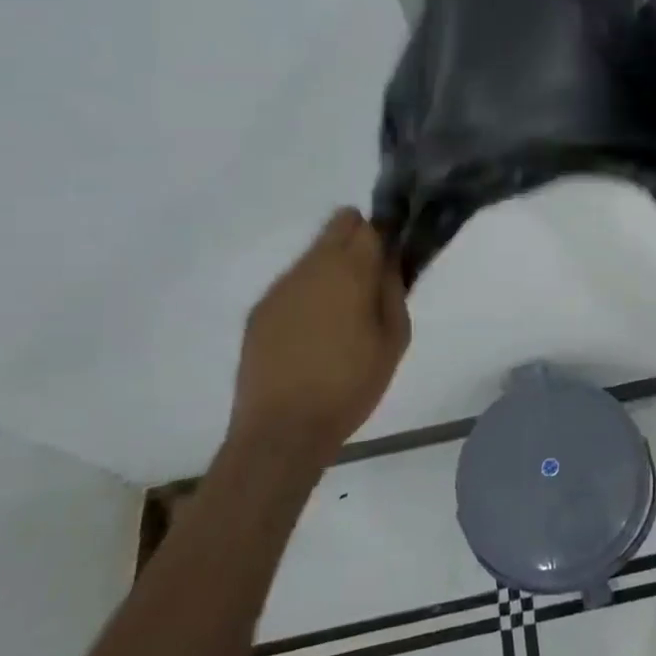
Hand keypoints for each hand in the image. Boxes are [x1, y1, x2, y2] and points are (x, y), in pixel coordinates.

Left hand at [232, 209, 410, 454]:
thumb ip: (394, 289)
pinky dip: (308, 293)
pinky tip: (312, 331)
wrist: (282, 430)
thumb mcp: (394, 339)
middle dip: (359, 239)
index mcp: (351, 270)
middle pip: (338, 225)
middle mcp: (312, 266)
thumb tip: (391, 260)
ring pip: (314, 253)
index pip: (371, 225)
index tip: (395, 254)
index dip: (387, 234)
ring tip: (342, 312)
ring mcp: (281, 287)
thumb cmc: (350, 385)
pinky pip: (293, 283)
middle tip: (371, 278)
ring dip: (332, 267)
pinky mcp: (260, 310)